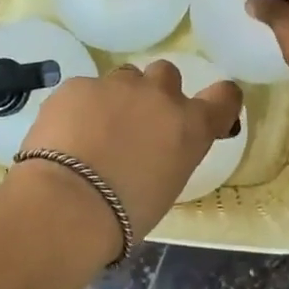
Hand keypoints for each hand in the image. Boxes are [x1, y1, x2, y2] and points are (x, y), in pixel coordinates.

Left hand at [16, 60, 242, 241]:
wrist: (67, 205)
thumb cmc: (125, 215)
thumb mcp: (167, 187)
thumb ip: (170, 155)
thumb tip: (154, 150)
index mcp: (190, 127)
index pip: (224, 97)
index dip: (218, 101)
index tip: (207, 112)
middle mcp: (160, 96)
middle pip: (167, 74)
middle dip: (155, 93)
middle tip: (137, 123)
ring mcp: (117, 85)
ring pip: (124, 78)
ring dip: (117, 97)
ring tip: (95, 130)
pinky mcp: (78, 85)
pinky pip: (84, 90)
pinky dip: (79, 107)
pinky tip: (64, 134)